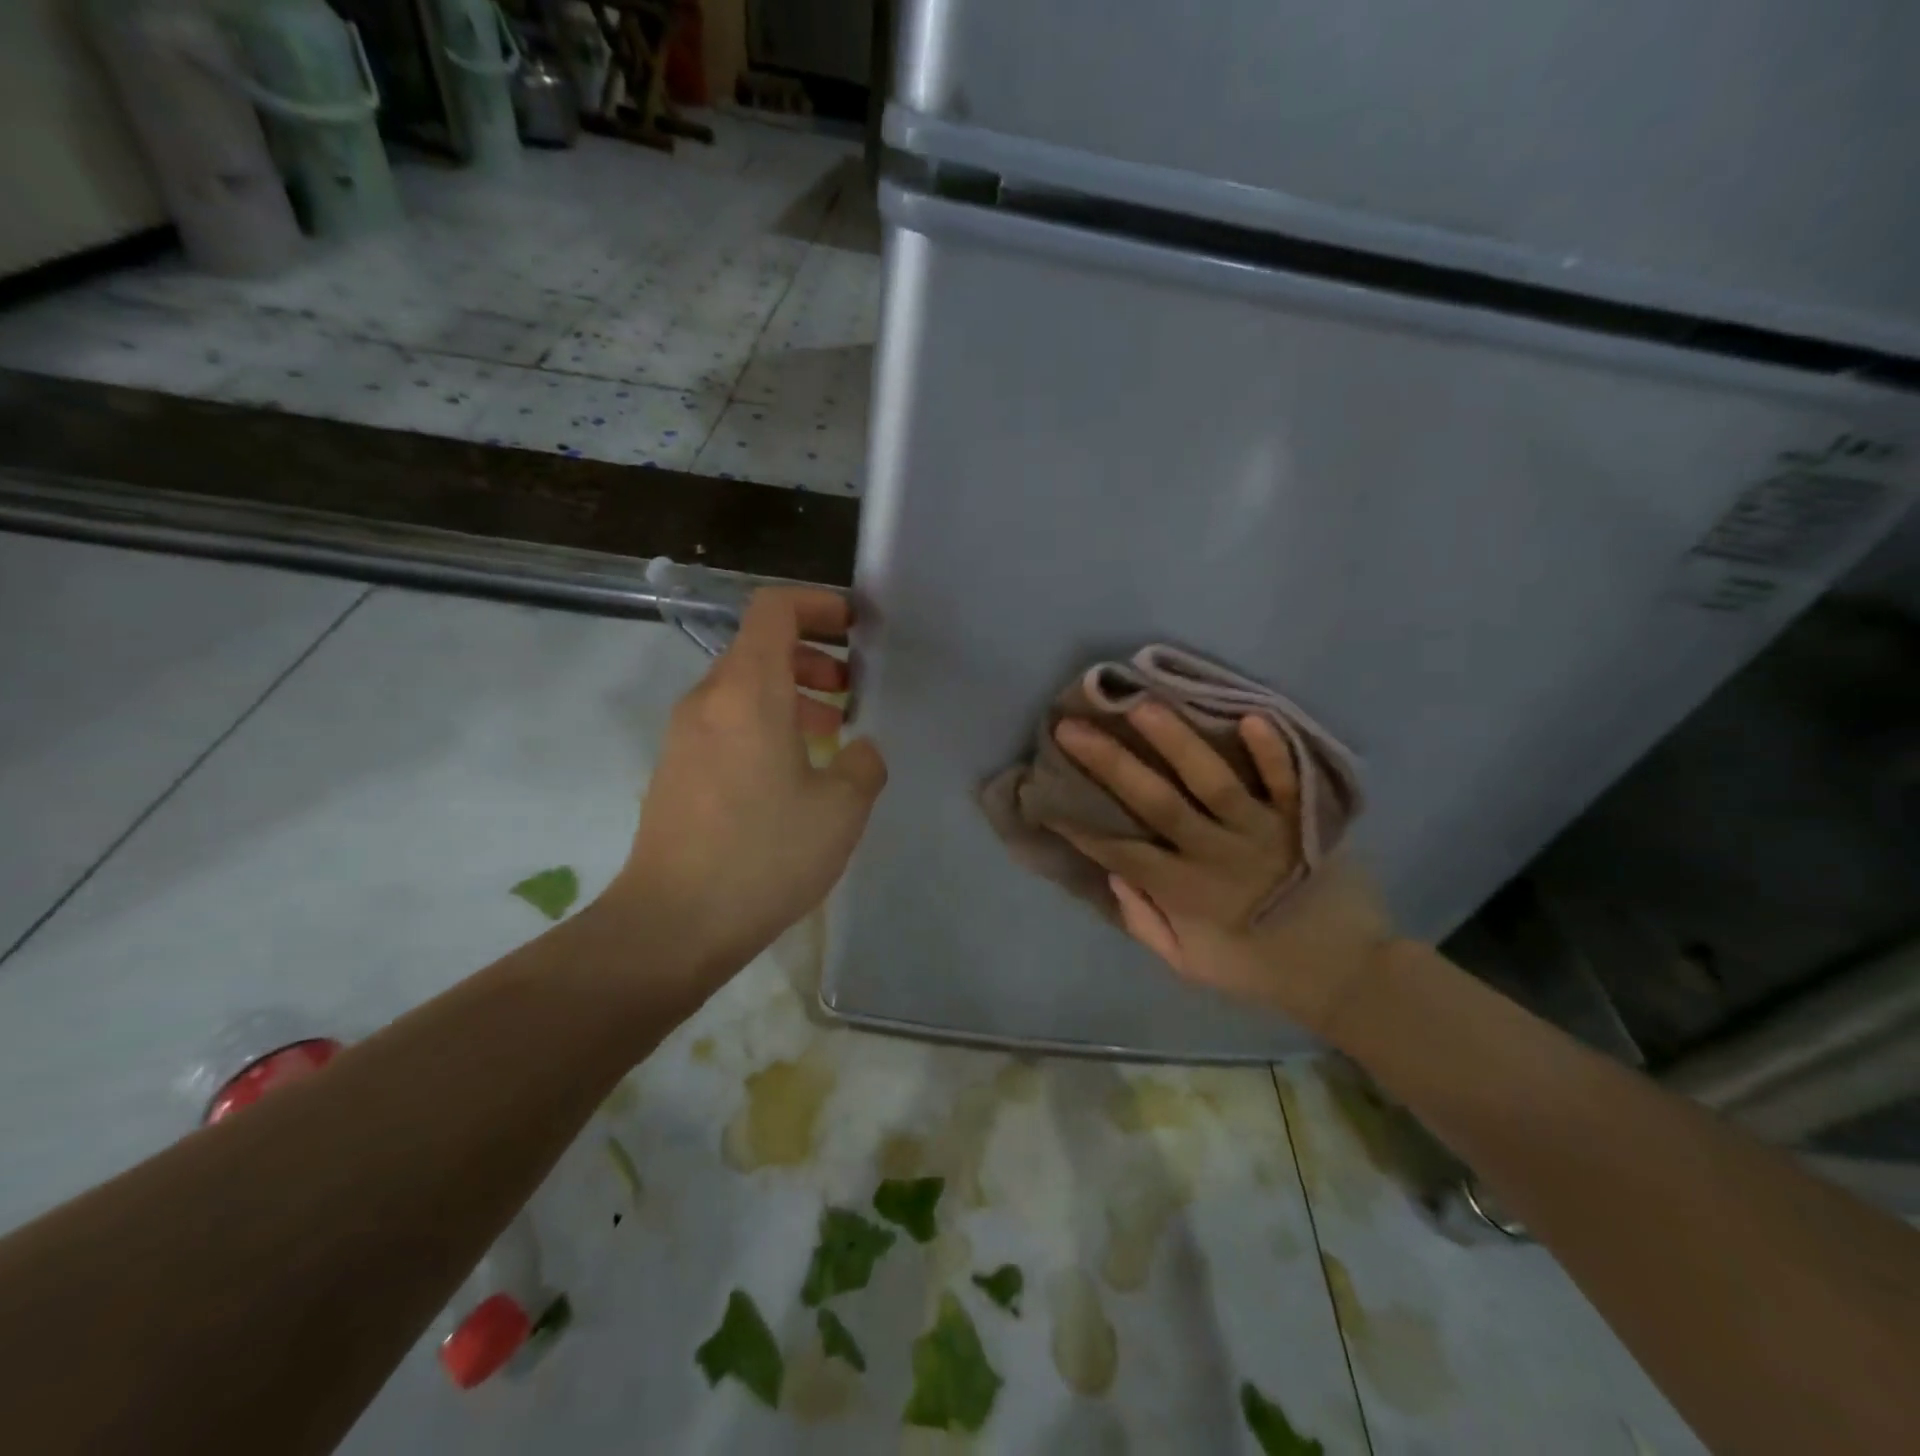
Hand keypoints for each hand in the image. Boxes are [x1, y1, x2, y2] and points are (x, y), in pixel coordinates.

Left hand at [607, 588, 886, 993]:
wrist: (673, 923)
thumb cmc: (764, 855)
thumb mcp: (841, 809)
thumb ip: (864, 764)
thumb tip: (860, 750)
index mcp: (748, 692)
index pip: (774, 609)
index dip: (817, 604)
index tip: (854, 628)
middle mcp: (708, 700)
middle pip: (760, 647)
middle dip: (813, 657)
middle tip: (851, 690)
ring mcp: (684, 735)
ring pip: (744, 688)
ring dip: (792, 694)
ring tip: (831, 734)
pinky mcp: (676, 769)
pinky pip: (727, 723)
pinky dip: (766, 724)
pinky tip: (794, 773)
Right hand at [1049, 704, 1395, 1038]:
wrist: (1349, 975)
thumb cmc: (1261, 969)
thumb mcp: (1191, 965)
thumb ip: (1147, 923)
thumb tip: (1115, 873)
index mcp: (1185, 892)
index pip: (1121, 850)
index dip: (1081, 824)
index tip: (1048, 793)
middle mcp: (1216, 855)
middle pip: (1156, 803)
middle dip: (1109, 763)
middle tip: (1072, 727)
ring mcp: (1262, 833)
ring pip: (1213, 781)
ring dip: (1176, 742)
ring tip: (1142, 704)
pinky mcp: (1304, 820)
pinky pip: (1287, 780)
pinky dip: (1271, 750)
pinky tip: (1249, 715)